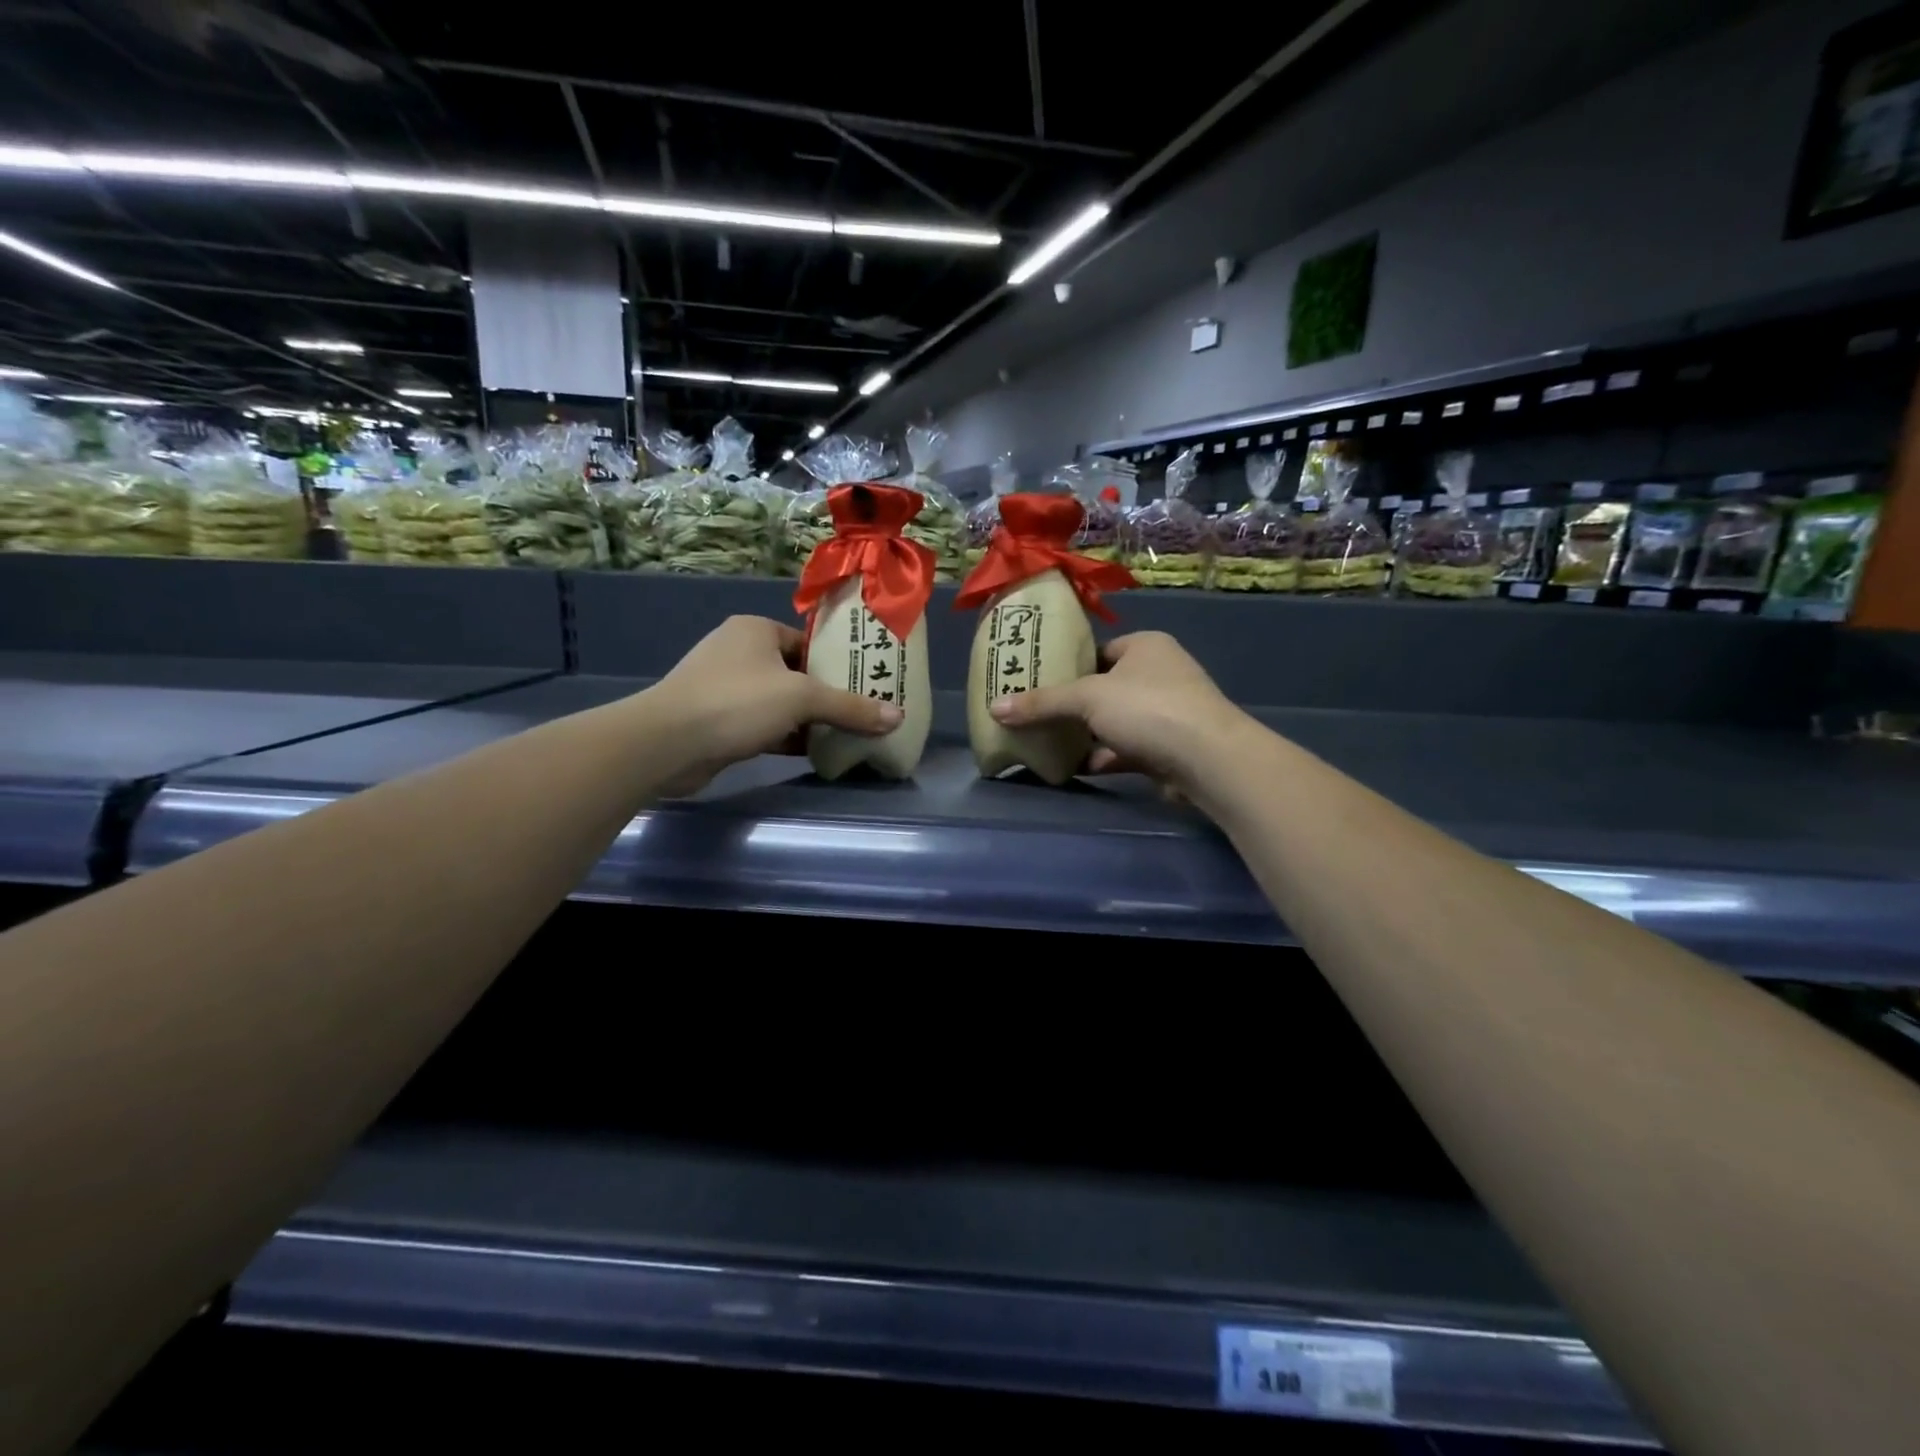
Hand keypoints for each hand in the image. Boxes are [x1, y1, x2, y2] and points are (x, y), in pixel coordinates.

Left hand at [646, 616, 901, 793]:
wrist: (667, 743)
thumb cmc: (737, 702)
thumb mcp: (802, 699)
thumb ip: (850, 707)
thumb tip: (899, 716)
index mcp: (756, 630)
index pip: (807, 643)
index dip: (836, 664)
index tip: (863, 685)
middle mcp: (738, 651)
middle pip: (795, 673)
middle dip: (824, 696)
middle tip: (859, 713)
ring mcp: (723, 687)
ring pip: (778, 701)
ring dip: (805, 719)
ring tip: (841, 735)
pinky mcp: (716, 719)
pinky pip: (761, 723)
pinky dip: (784, 736)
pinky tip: (810, 752)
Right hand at [987, 631, 1249, 790]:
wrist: (1208, 759)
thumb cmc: (1148, 709)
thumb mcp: (1087, 698)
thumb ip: (1042, 702)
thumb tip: (994, 707)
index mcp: (1145, 646)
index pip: (1099, 651)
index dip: (1069, 665)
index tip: (1038, 681)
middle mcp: (1160, 673)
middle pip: (1104, 688)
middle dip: (1073, 705)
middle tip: (1036, 715)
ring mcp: (1168, 713)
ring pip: (1115, 722)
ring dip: (1086, 735)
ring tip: (1047, 743)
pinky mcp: (1169, 748)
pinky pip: (1126, 749)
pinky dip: (1103, 757)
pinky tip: (1075, 768)